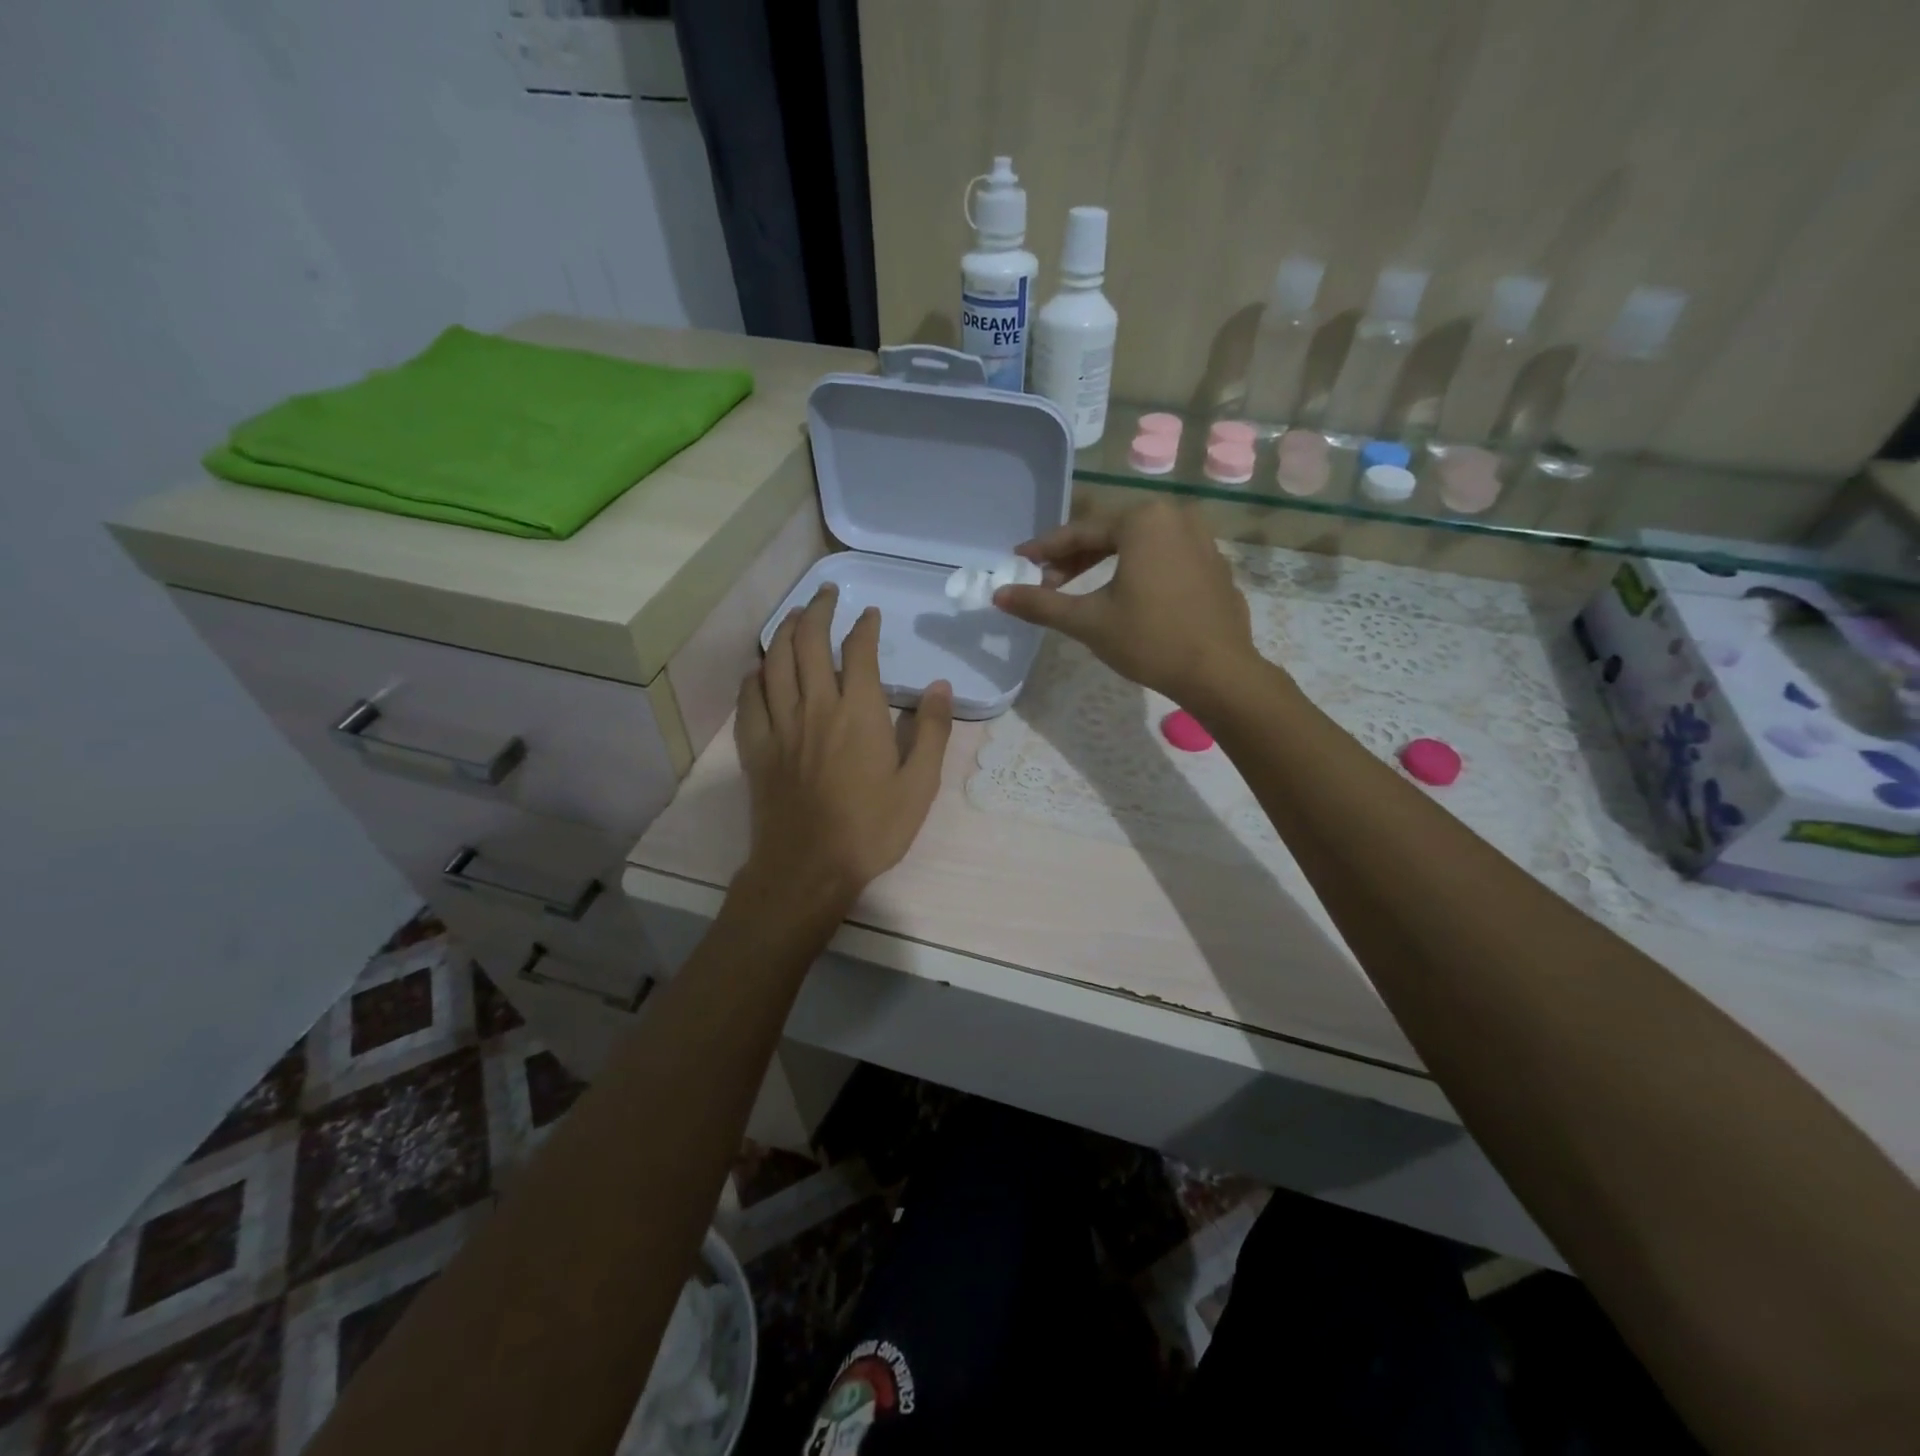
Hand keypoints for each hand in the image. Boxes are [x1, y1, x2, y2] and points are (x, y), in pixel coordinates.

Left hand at [734, 584, 953, 917]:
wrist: (809, 867)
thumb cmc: (871, 829)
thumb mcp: (919, 786)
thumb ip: (933, 732)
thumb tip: (941, 687)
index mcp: (858, 712)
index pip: (858, 652)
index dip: (863, 626)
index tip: (869, 613)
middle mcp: (815, 706)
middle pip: (807, 642)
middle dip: (818, 611)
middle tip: (826, 594)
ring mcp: (780, 725)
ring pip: (774, 662)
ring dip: (783, 631)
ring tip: (794, 616)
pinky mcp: (757, 747)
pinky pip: (749, 698)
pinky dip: (754, 675)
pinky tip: (759, 669)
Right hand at [994, 498, 1258, 710]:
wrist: (1219, 673)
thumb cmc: (1150, 640)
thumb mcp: (1088, 621)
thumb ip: (1041, 604)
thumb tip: (998, 595)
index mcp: (1144, 520)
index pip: (1081, 531)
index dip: (1046, 549)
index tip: (1020, 560)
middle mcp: (1176, 517)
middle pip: (1111, 534)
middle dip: (1076, 558)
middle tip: (1048, 583)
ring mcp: (1202, 540)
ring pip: (1139, 546)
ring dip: (1105, 563)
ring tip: (1080, 591)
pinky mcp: (1215, 566)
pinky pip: (1165, 558)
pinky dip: (1138, 571)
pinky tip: (1125, 596)